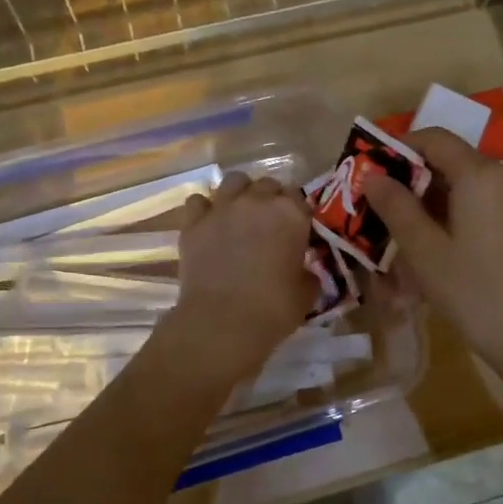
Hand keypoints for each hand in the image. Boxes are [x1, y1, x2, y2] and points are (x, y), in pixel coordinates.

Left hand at [169, 172, 315, 379]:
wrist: (222, 322)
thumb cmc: (273, 309)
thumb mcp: (306, 293)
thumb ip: (308, 273)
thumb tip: (304, 270)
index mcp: (291, 214)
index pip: (300, 199)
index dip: (299, 214)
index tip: (298, 231)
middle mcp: (258, 201)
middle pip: (268, 184)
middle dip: (271, 199)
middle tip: (269, 223)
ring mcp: (223, 208)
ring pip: (234, 181)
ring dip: (240, 193)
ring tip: (240, 214)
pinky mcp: (194, 222)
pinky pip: (198, 200)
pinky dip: (204, 209)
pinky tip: (209, 224)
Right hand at [364, 128, 502, 369]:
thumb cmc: (474, 292)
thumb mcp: (424, 251)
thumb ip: (396, 207)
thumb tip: (373, 176)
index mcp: (480, 174)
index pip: (434, 138)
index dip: (399, 147)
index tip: (371, 170)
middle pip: (451, 160)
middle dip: (413, 177)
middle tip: (380, 206)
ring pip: (466, 184)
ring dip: (432, 199)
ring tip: (403, 230)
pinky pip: (483, 203)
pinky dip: (455, 213)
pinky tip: (437, 245)